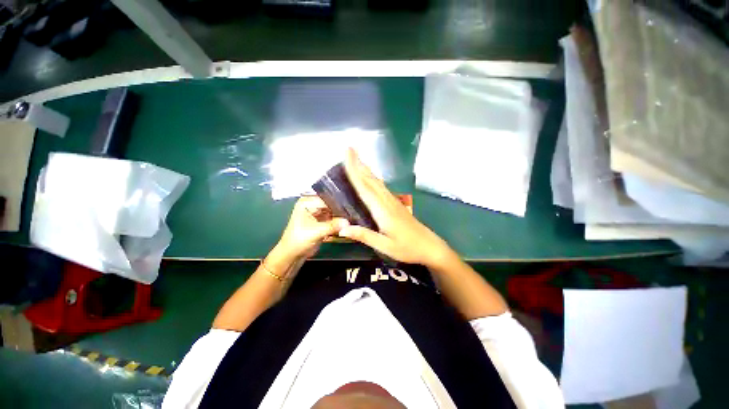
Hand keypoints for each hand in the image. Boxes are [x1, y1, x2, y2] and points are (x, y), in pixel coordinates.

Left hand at [276, 196, 349, 260]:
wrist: (293, 255)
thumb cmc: (298, 240)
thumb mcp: (316, 232)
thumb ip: (332, 226)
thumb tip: (347, 222)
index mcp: (307, 202)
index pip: (326, 199)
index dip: (338, 204)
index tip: (351, 209)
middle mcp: (313, 205)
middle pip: (331, 205)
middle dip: (341, 211)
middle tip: (353, 216)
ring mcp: (318, 213)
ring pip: (334, 212)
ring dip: (341, 218)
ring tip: (352, 220)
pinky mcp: (322, 222)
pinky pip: (334, 219)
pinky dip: (339, 223)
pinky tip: (348, 225)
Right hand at [339, 148, 454, 267]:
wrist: (430, 246)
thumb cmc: (407, 248)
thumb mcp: (385, 246)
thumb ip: (364, 236)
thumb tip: (341, 228)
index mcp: (382, 210)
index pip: (364, 187)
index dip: (354, 171)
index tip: (347, 155)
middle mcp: (387, 201)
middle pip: (371, 180)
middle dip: (359, 164)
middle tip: (349, 150)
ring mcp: (393, 201)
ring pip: (377, 181)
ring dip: (366, 169)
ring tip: (357, 159)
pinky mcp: (396, 204)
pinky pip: (381, 187)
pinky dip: (373, 178)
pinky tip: (371, 177)